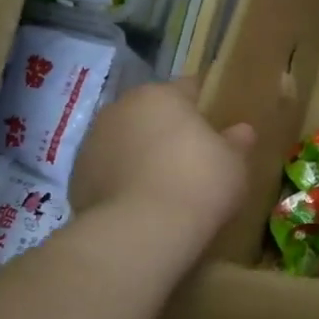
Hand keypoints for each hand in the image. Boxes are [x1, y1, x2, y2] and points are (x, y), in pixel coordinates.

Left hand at [69, 79, 255, 243]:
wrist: (141, 231)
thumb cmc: (198, 183)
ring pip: (126, 140)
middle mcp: (121, 108)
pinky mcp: (77, 177)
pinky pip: (110, 171)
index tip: (218, 126)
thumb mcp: (234, 163)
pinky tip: (143, 204)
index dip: (205, 105)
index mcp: (161, 95)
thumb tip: (241, 131)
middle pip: (152, 113)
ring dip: (143, 154)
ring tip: (165, 185)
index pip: (188, 88)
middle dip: (169, 130)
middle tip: (193, 158)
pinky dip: (124, 180)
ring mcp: (93, 142)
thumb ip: (237, 142)